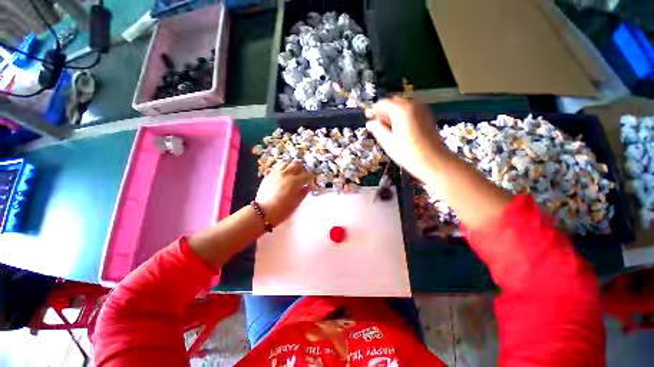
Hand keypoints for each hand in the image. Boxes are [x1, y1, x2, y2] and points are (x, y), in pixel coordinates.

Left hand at [255, 160, 312, 226]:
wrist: (263, 212)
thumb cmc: (282, 210)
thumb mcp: (296, 202)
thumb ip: (303, 192)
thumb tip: (309, 186)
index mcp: (295, 182)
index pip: (306, 174)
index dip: (310, 177)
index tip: (310, 180)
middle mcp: (286, 174)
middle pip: (296, 164)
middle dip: (302, 168)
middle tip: (303, 174)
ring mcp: (276, 173)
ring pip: (286, 163)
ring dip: (291, 166)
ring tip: (293, 171)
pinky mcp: (269, 175)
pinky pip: (277, 167)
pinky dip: (283, 168)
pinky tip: (284, 173)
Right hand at [366, 97, 444, 183]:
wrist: (434, 161)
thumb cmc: (408, 153)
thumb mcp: (388, 142)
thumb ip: (377, 129)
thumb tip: (369, 123)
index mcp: (401, 110)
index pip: (383, 103)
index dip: (374, 110)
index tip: (368, 118)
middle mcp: (412, 104)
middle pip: (393, 102)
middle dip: (384, 111)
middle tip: (378, 125)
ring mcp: (421, 109)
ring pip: (402, 106)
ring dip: (393, 114)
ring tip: (388, 129)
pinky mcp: (426, 115)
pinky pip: (410, 110)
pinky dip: (402, 115)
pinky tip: (400, 128)